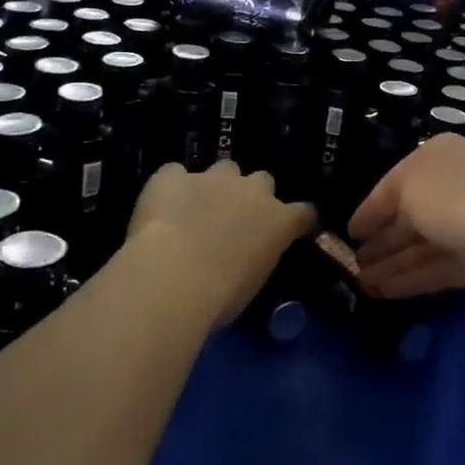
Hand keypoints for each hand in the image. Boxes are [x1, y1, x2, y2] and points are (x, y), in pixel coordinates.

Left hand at [128, 162, 315, 324]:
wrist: (173, 277)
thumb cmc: (220, 295)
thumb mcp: (253, 280)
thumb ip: (257, 255)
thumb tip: (245, 254)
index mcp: (278, 220)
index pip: (303, 212)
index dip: (296, 218)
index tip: (291, 227)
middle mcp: (251, 191)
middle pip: (262, 180)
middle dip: (251, 194)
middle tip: (235, 218)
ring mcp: (212, 178)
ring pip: (224, 169)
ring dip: (216, 184)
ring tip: (196, 208)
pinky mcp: (173, 177)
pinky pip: (175, 173)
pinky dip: (171, 187)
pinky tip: (161, 206)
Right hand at [347, 135, 464, 303]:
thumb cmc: (462, 198)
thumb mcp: (410, 187)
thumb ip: (387, 206)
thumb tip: (379, 225)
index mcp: (435, 159)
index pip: (392, 184)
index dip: (369, 209)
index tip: (347, 233)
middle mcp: (449, 189)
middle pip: (407, 216)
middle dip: (380, 239)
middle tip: (349, 263)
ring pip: (419, 246)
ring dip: (390, 263)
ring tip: (359, 284)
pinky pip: (434, 270)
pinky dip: (409, 280)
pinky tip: (383, 292)